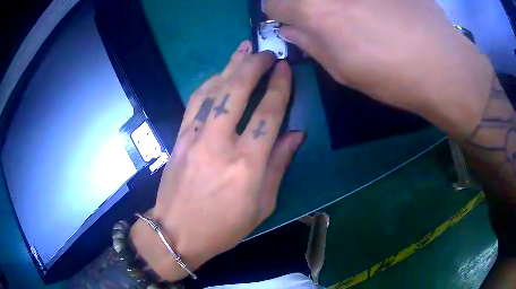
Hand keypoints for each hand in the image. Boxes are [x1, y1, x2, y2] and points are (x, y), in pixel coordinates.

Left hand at [131, 41, 304, 280]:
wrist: (176, 232)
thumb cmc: (223, 227)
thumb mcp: (262, 206)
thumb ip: (279, 165)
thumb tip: (296, 135)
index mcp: (247, 164)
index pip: (268, 113)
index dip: (279, 87)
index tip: (285, 69)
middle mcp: (220, 143)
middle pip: (237, 90)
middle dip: (254, 65)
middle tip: (266, 53)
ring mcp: (195, 137)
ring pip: (213, 90)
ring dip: (230, 66)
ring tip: (244, 50)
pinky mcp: (179, 137)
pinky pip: (195, 101)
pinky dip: (209, 82)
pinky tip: (219, 73)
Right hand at [265, 0, 493, 138]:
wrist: (443, 65)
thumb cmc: (392, 76)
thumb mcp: (344, 71)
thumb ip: (310, 45)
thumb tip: (292, 30)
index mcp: (313, 10)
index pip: (272, 3)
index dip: (280, 13)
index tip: (292, 21)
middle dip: (303, 3)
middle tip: (327, 18)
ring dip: (335, 3)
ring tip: (357, 15)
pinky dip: (364, 1)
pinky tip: (378, 10)